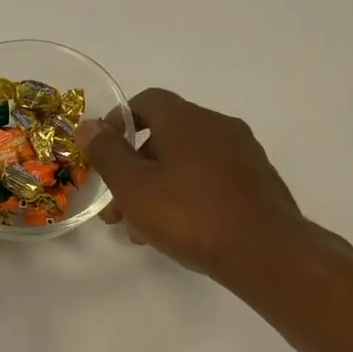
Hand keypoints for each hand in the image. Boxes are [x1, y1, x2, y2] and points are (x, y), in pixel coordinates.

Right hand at [76, 87, 339, 283]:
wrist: (264, 250)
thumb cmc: (189, 214)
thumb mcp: (134, 186)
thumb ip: (108, 154)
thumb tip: (88, 126)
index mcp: (187, 120)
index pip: (148, 101)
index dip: (119, 122)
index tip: (103, 153)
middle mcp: (218, 126)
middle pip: (165, 136)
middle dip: (134, 169)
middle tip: (116, 210)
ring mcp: (242, 154)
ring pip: (187, 163)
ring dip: (158, 188)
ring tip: (141, 230)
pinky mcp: (256, 182)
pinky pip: (210, 180)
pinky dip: (187, 196)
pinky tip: (178, 232)